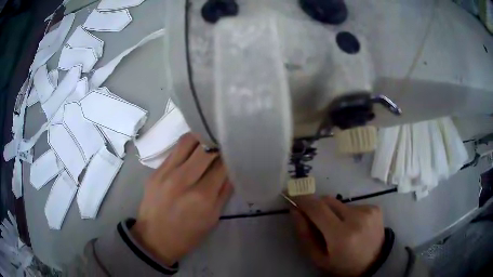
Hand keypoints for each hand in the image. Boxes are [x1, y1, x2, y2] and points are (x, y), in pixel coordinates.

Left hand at [132, 133, 232, 265]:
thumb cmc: (188, 234)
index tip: (234, 150)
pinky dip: (187, 147)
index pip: (222, 164)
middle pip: (205, 147)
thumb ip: (224, 191)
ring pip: (187, 141)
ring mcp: (166, 173)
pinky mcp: (155, 171)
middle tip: (223, 143)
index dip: (230, 155)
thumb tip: (232, 168)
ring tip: (208, 141)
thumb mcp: (213, 218)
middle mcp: (183, 179)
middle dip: (218, 143)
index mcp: (202, 196)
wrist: (154, 239)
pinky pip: (174, 150)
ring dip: (201, 137)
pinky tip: (192, 150)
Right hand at [291, 195, 383, 276]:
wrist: (374, 263)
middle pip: (328, 201)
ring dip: (333, 212)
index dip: (303, 200)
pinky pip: (352, 205)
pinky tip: (353, 226)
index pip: (317, 209)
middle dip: (317, 207)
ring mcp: (368, 211)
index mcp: (341, 236)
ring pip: (339, 203)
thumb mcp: (318, 257)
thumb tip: (295, 210)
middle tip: (316, 221)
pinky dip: (347, 214)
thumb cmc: (342, 265)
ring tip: (339, 228)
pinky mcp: (375, 208)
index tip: (292, 194)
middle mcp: (357, 218)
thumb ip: (304, 234)